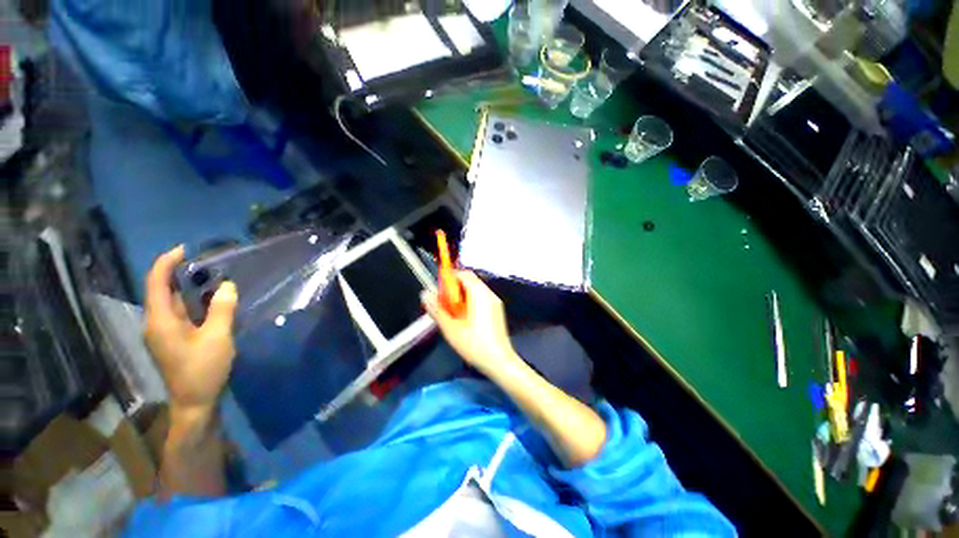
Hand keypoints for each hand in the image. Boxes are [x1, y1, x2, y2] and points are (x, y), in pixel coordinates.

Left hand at [142, 246, 237, 416]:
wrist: (194, 403)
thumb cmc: (203, 370)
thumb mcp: (217, 338)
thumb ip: (222, 309)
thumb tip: (227, 285)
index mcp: (160, 321)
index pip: (156, 283)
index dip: (167, 263)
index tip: (185, 249)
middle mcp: (156, 323)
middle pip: (162, 291)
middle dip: (180, 273)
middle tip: (208, 263)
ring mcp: (164, 333)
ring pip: (173, 303)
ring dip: (189, 289)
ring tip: (213, 278)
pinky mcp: (174, 340)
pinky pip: (181, 314)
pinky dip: (194, 303)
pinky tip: (212, 302)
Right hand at [422, 271, 517, 374]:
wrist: (500, 361)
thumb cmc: (475, 345)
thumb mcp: (451, 329)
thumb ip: (437, 309)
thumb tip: (425, 294)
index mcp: (479, 294)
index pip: (463, 274)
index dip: (449, 278)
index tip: (439, 291)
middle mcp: (489, 294)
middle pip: (470, 281)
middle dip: (454, 289)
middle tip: (444, 304)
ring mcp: (495, 302)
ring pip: (475, 290)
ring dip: (462, 296)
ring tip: (453, 314)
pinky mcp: (497, 310)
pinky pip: (482, 298)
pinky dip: (471, 302)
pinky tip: (465, 319)